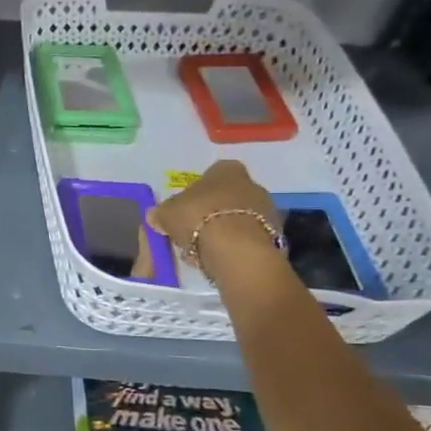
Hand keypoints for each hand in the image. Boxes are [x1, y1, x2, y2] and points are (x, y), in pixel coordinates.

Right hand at [147, 161, 284, 285]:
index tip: (187, 209)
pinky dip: (237, 247)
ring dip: (226, 232)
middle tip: (194, 232)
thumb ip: (162, 212)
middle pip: (229, 197)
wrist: (237, 249)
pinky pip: (249, 239)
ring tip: (205, 251)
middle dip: (213, 213)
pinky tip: (221, 260)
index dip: (198, 192)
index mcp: (227, 170)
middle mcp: (252, 184)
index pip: (212, 174)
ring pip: (240, 219)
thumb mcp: (168, 213)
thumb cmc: (199, 218)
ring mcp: (268, 210)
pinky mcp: (275, 236)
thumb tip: (154, 215)